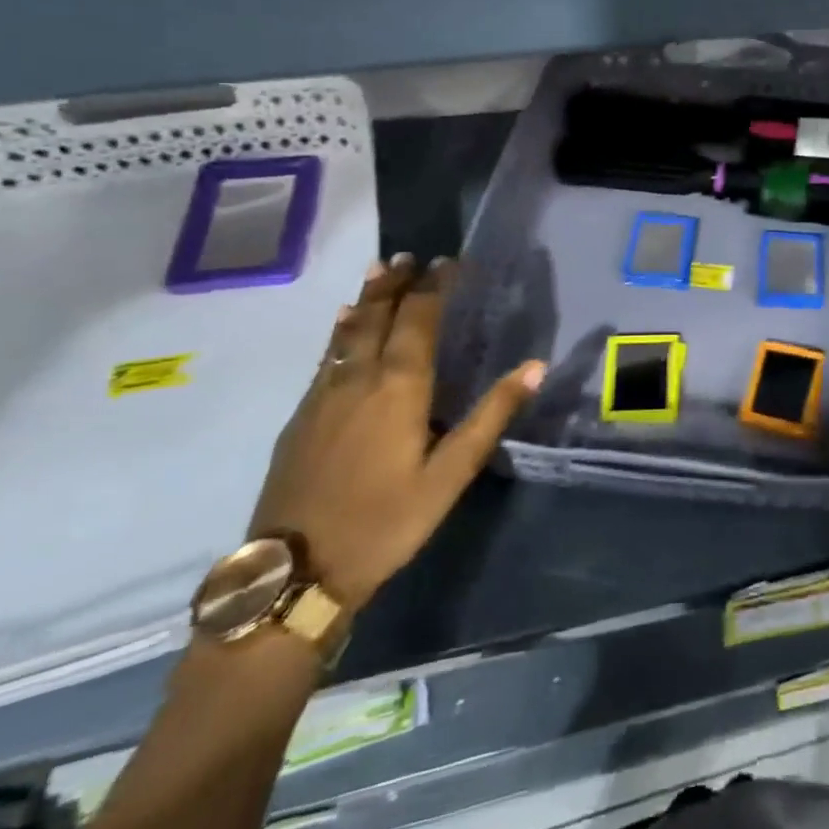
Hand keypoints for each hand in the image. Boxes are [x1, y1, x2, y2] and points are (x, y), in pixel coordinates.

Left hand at [247, 254, 544, 609]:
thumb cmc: (385, 522)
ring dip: (367, 298)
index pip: (419, 320)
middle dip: (397, 283)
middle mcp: (359, 379)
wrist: (294, 573)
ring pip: (347, 332)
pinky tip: (340, 326)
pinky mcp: (300, 417)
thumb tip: (535, 366)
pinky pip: (326, 356)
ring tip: (379, 269)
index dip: (435, 288)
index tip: (449, 262)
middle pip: (378, 316)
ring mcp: (323, 396)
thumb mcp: (450, 475)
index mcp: (399, 387)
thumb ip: (491, 416)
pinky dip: (339, 331)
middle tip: (411, 256)